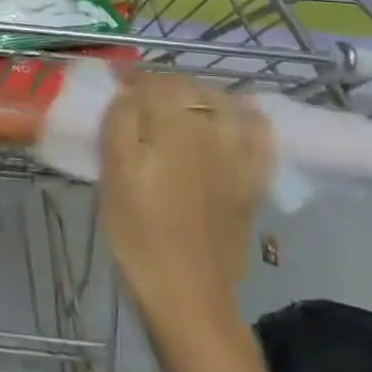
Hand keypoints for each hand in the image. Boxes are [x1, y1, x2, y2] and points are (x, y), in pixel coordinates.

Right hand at [99, 74, 273, 329]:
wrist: (187, 292)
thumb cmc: (138, 230)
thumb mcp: (113, 171)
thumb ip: (120, 120)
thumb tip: (128, 91)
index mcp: (172, 121)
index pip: (153, 80)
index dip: (132, 79)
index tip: (115, 86)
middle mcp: (211, 126)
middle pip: (187, 86)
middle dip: (163, 87)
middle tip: (139, 104)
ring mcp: (238, 153)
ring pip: (222, 102)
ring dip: (200, 97)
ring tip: (180, 111)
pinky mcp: (253, 180)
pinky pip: (258, 134)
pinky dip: (246, 119)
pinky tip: (234, 120)